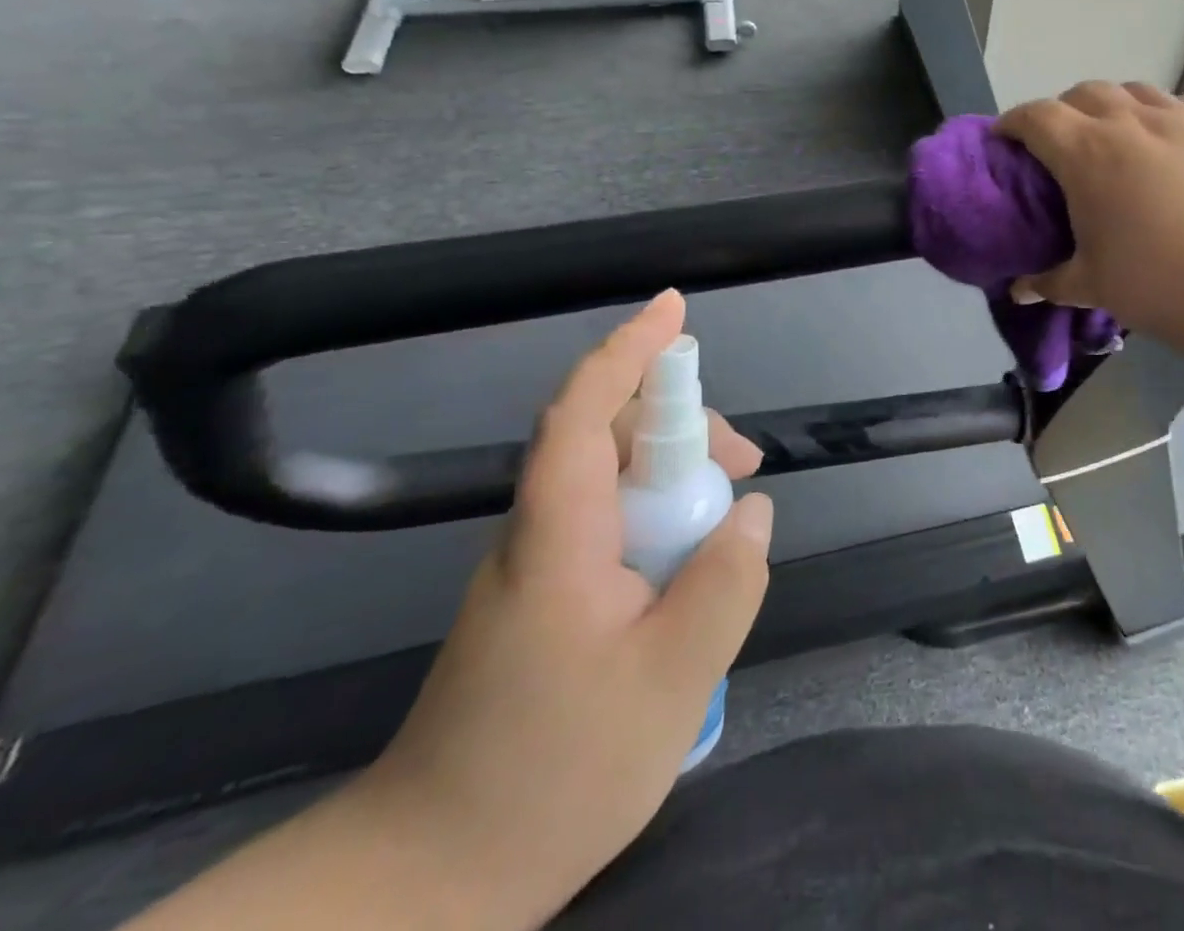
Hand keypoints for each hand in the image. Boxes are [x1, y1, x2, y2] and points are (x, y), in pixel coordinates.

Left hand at [354, 290, 772, 929]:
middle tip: (745, 464)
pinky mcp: (541, 594)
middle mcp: (537, 533)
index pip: (583, 414)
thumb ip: (725, 586)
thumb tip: (755, 513)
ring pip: (609, 478)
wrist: (429, 878)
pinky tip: (688, 561)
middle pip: (606, 436)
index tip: (674, 310)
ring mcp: (534, 564)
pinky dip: (657, 514)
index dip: (628, 352)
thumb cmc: (551, 776)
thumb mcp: (669, 684)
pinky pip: (606, 520)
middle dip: (681, 424)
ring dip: (675, 474)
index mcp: (558, 537)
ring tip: (728, 520)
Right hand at [997, 82, 1183, 358]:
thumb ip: (1051, 282)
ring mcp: (1183, 120)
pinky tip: (1170, 142)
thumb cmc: (1162, 282)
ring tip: (1115, 137)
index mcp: (1087, 153)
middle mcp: (1131, 122)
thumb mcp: (1094, 287)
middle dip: (1062, 110)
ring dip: (1113, 106)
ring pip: (1135, 91)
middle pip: (1084, 93)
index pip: (1036, 117)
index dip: (1013, 122)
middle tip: (1060, 144)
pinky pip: (1181, 106)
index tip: (1004, 139)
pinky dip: (1161, 115)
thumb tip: (1019, 291)